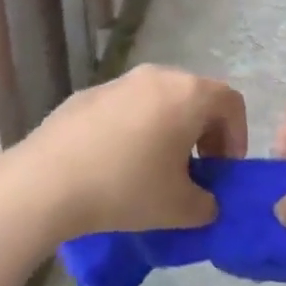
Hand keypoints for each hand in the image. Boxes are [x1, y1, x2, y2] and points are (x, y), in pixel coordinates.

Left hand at [11, 64, 243, 240]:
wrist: (48, 180)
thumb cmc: (126, 188)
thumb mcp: (180, 209)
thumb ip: (207, 204)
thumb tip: (205, 201)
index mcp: (188, 94)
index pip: (231, 102)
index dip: (237, 136)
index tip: (223, 171)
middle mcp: (157, 76)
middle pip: (195, 96)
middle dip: (203, 133)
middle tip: (195, 172)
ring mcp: (120, 81)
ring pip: (159, 99)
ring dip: (169, 129)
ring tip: (155, 169)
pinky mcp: (89, 93)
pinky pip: (127, 106)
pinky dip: (136, 127)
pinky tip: (117, 163)